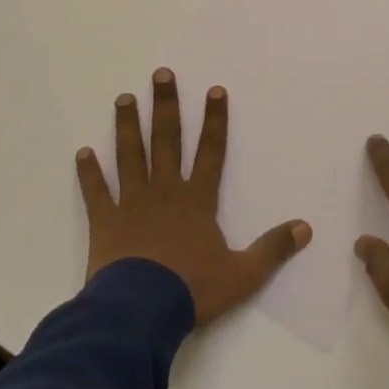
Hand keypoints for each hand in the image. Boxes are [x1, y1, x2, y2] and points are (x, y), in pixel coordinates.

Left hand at [77, 69, 311, 325]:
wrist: (139, 313)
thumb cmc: (192, 290)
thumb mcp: (243, 274)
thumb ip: (273, 249)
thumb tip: (305, 228)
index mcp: (198, 201)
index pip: (211, 151)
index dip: (215, 120)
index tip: (215, 90)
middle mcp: (165, 191)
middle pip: (166, 140)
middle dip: (166, 106)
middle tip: (160, 75)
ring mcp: (132, 203)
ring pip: (131, 156)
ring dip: (127, 126)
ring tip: (124, 98)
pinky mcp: (105, 221)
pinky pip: (97, 191)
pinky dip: (89, 172)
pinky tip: (83, 152)